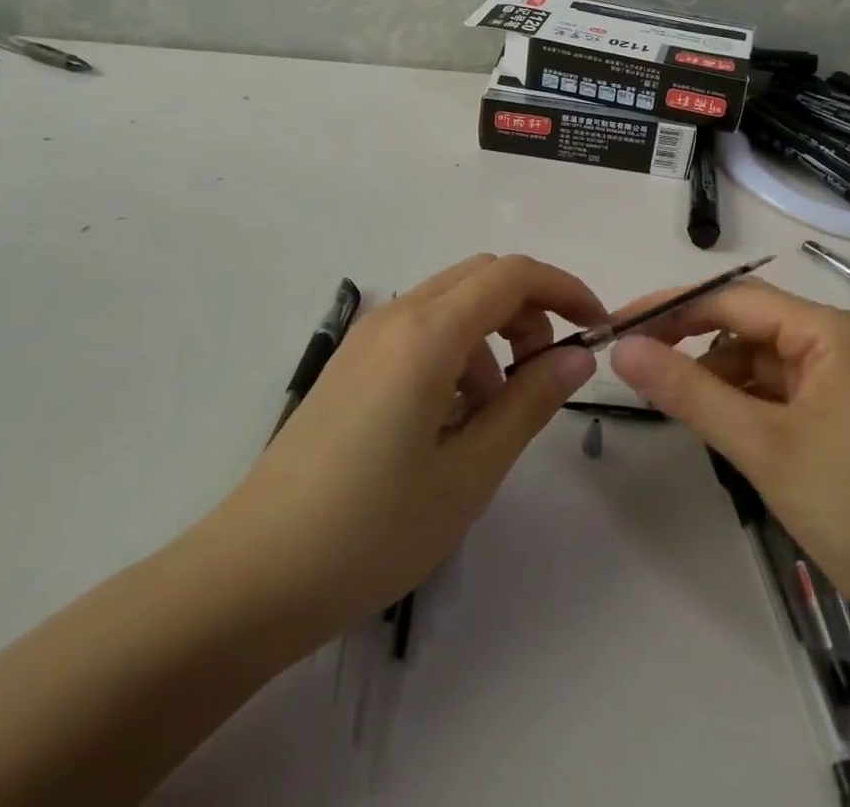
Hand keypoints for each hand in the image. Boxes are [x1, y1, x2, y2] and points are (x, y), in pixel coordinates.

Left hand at [194, 255, 601, 652]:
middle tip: (545, 375)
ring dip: (491, 337)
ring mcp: (366, 337)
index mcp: (426, 333)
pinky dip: (456, 353)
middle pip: (482, 278)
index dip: (564, 289)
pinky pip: (420, 331)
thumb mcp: (469, 472)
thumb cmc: (371, 530)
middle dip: (529, 311)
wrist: (253, 575)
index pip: (512, 274)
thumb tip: (578, 356)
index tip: (596, 329)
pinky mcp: (351, 363)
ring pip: (451, 303)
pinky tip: (449, 422)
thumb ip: (529, 403)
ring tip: (493, 416)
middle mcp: (395, 316)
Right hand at [608, 278, 849, 631]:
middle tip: (638, 368)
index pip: (735, 298)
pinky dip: (747, 406)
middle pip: (750, 327)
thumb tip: (622, 349)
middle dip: (694, 344)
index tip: (618, 325)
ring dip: (719, 379)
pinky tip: (723, 430)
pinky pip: (782, 396)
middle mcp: (843, 345)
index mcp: (832, 332)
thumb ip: (689, 391)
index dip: (673, 307)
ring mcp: (849, 385)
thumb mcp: (765, 447)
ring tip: (677, 407)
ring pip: (763, 363)